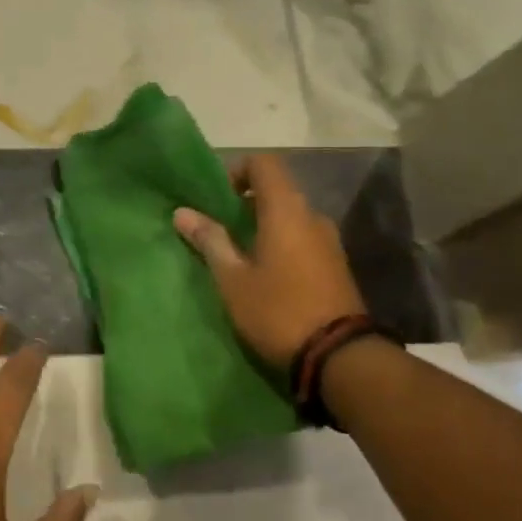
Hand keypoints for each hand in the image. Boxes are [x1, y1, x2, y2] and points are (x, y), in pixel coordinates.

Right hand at [172, 153, 366, 368]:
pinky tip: (264, 274)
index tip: (215, 199)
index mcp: (286, 210)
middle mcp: (312, 216)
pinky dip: (281, 244)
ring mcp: (329, 241)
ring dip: (263, 226)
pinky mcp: (336, 265)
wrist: (339, 357)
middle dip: (245, 204)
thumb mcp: (233, 279)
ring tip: (237, 256)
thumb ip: (210, 241)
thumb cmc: (278, 311)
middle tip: (218, 230)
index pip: (264, 163)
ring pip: (290, 217)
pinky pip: (302, 239)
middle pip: (276, 190)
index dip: (236, 171)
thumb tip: (182, 212)